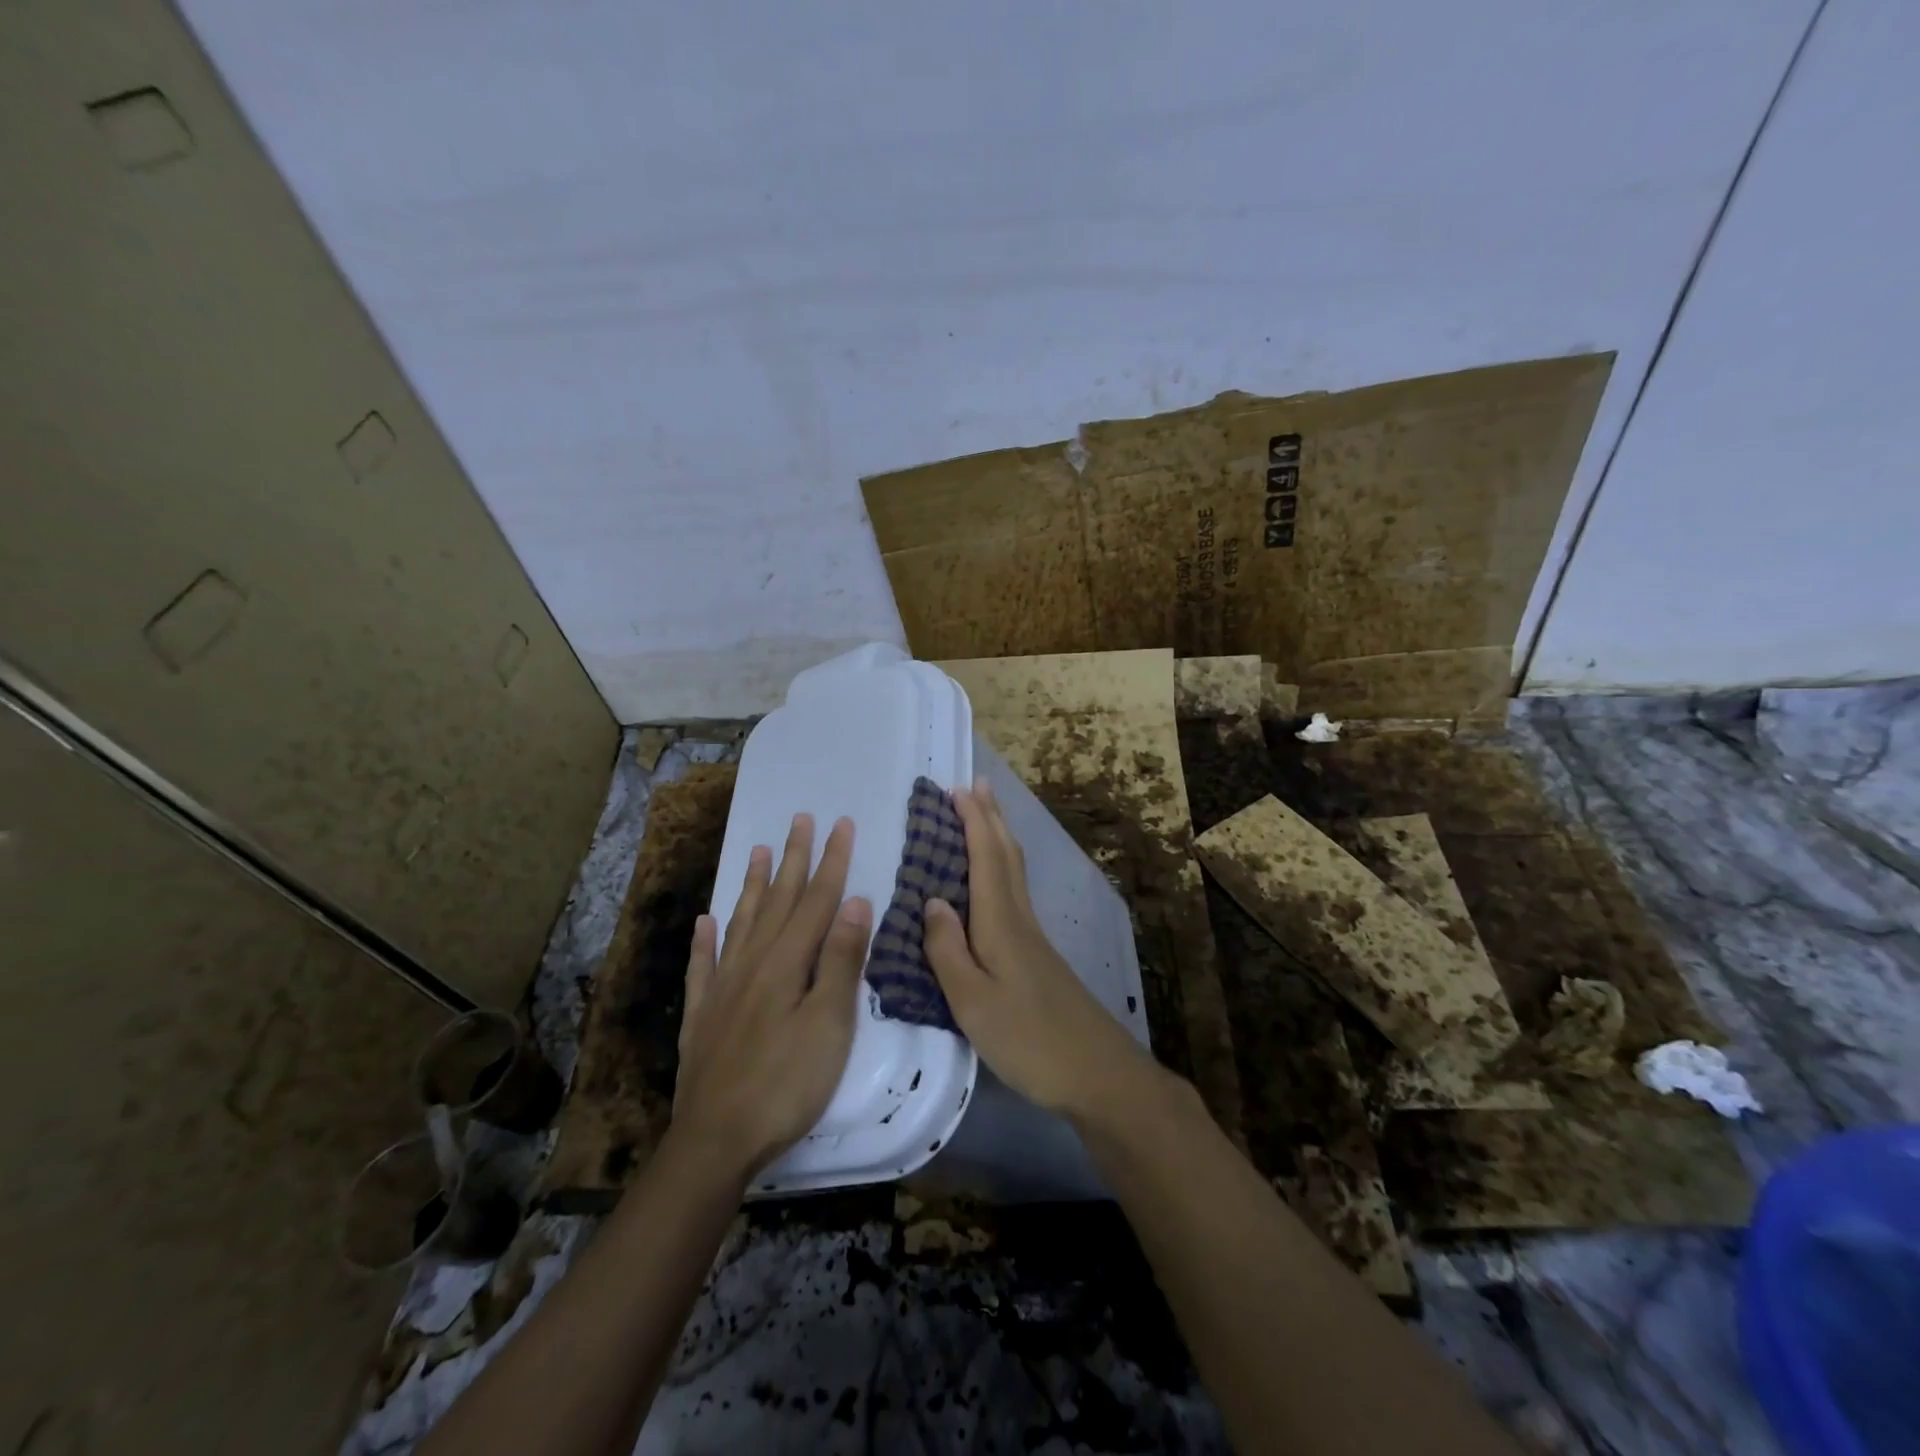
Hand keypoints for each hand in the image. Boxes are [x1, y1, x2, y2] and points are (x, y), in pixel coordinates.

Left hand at [672, 813, 872, 1180]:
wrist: (716, 1139)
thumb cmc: (787, 1083)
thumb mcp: (830, 1024)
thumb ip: (842, 960)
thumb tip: (855, 901)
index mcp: (788, 962)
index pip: (817, 900)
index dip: (832, 860)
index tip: (840, 823)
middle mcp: (753, 962)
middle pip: (779, 900)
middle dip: (794, 858)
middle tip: (800, 819)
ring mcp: (724, 987)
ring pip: (742, 921)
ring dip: (754, 885)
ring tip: (759, 851)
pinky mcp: (703, 1015)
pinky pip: (703, 965)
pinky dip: (705, 940)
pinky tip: (704, 921)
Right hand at [924, 778, 1155, 1119]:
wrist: (1098, 1074)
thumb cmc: (1029, 1039)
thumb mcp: (973, 1002)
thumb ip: (947, 950)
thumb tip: (931, 900)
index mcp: (1000, 923)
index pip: (986, 857)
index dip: (973, 821)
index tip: (957, 788)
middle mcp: (1019, 919)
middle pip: (1006, 855)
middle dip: (990, 817)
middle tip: (975, 785)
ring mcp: (1033, 936)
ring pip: (1014, 871)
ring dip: (998, 837)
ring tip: (984, 816)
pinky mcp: (1038, 955)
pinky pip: (1015, 892)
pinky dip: (1002, 868)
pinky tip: (995, 881)